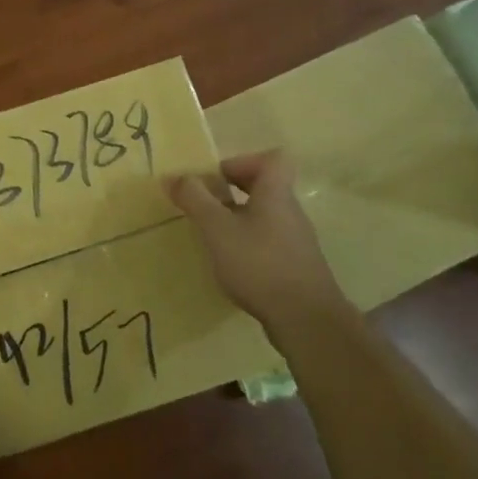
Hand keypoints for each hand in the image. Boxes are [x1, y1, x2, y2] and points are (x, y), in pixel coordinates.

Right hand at [167, 152, 349, 339]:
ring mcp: (296, 240)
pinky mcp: (296, 266)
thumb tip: (172, 175)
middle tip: (206, 206)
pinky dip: (249, 245)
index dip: (242, 161)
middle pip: (266, 186)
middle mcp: (291, 211)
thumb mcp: (217, 228)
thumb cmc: (259, 263)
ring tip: (213, 237)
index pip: (272, 158)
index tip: (217, 179)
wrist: (305, 319)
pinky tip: (232, 265)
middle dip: (233, 191)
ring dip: (239, 219)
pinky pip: (269, 242)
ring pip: (265, 216)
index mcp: (276, 193)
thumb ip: (194, 199)